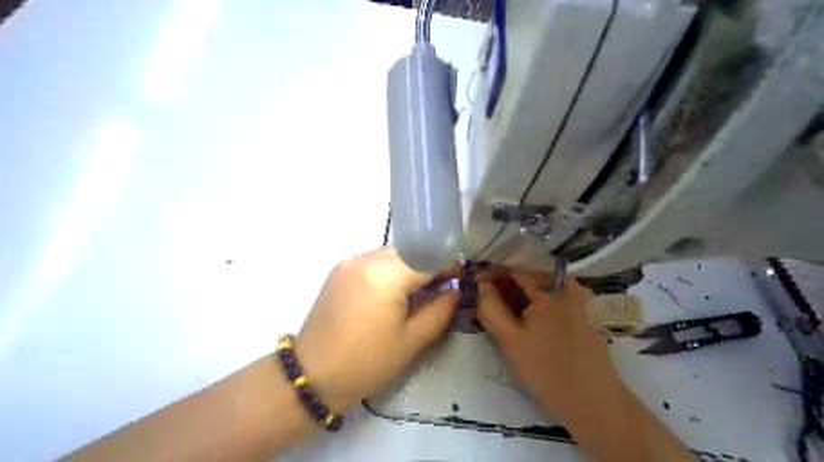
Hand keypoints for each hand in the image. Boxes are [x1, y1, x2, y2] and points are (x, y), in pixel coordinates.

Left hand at [297, 247, 459, 413]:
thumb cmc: (367, 363)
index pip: (427, 256)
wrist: (312, 375)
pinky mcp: (339, 269)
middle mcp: (365, 258)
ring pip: (391, 254)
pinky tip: (391, 293)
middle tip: (439, 288)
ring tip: (415, 293)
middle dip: (428, 264)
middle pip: (409, 250)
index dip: (447, 264)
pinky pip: (374, 261)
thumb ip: (440, 310)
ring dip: (409, 267)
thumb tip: (455, 290)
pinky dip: (389, 271)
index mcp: (385, 275)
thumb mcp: (411, 340)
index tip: (458, 278)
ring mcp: (349, 262)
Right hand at [481, 269, 620, 416]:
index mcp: (552, 286)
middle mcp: (568, 284)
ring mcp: (577, 298)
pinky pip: (550, 300)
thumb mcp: (509, 339)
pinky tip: (520, 320)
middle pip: (527, 277)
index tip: (473, 286)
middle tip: (483, 302)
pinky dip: (532, 305)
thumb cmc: (547, 369)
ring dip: (516, 297)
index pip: (513, 269)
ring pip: (537, 289)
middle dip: (503, 287)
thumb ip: (490, 307)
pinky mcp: (580, 312)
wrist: (592, 402)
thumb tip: (481, 284)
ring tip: (498, 312)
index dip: (490, 275)